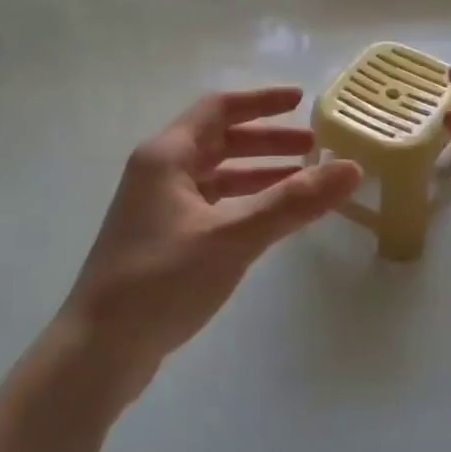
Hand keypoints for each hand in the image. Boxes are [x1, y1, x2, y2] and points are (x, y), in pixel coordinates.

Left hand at [58, 87, 360, 390]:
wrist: (99, 349)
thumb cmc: (162, 280)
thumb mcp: (232, 236)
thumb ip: (292, 202)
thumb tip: (351, 168)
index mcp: (166, 156)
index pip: (219, 109)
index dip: (262, 102)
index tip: (302, 101)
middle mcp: (158, 173)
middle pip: (219, 142)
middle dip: (267, 142)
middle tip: (313, 149)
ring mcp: (157, 209)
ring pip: (216, 177)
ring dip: (257, 174)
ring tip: (302, 182)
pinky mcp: (162, 241)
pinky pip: (211, 206)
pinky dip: (243, 204)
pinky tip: (269, 221)